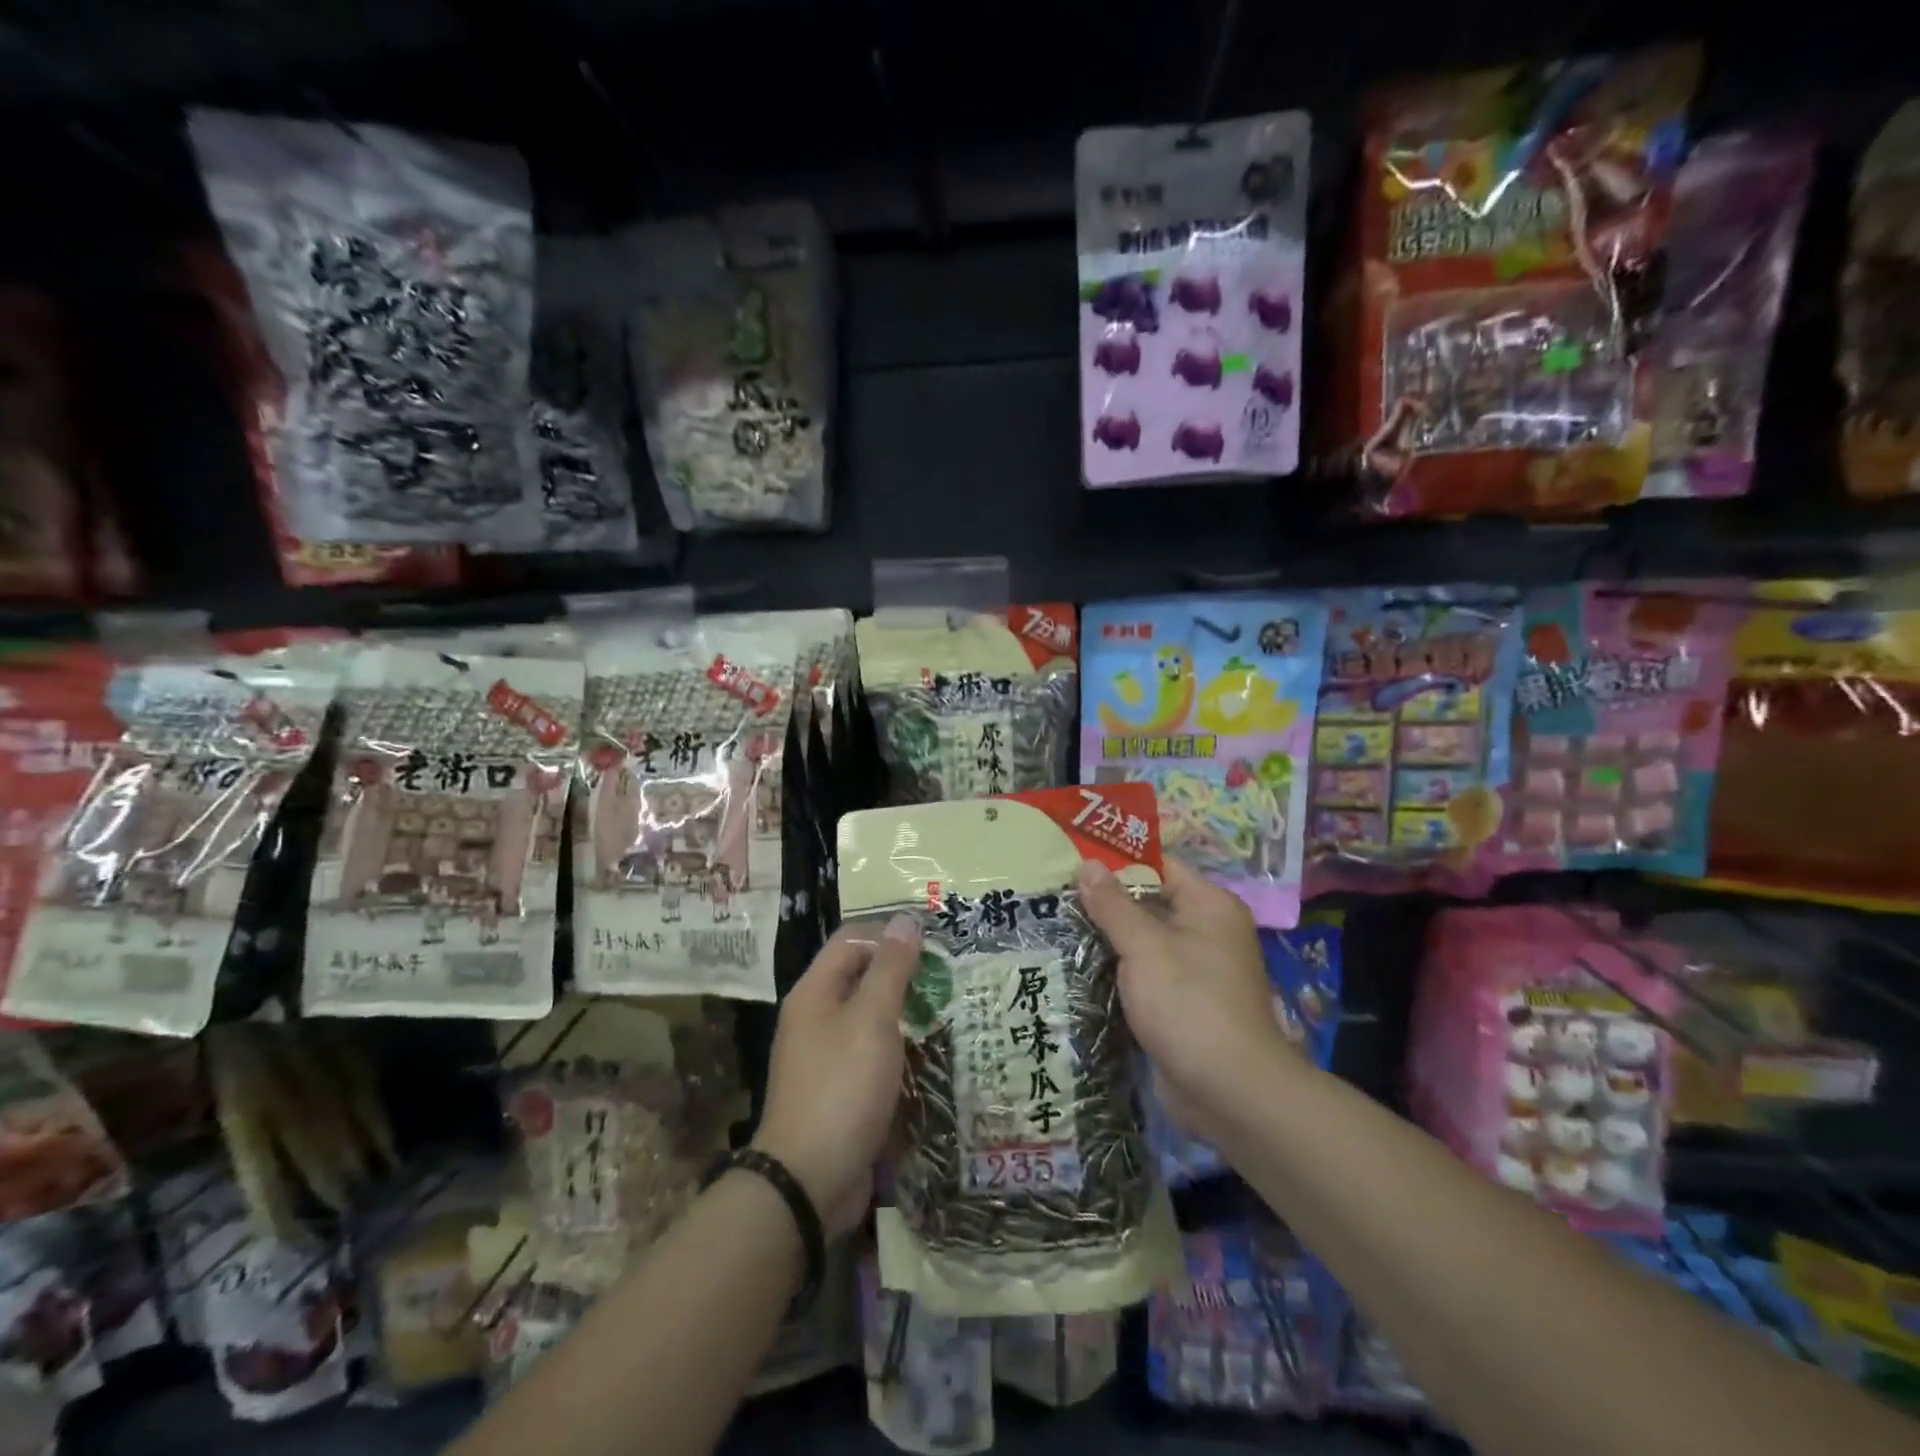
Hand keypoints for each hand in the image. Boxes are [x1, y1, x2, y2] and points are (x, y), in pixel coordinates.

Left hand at [753, 915, 920, 1237]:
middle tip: (948, 980)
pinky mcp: (839, 1089)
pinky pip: (871, 1053)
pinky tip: (928, 1056)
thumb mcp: (872, 1019)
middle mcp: (815, 1017)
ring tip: (947, 1014)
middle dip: (903, 974)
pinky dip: (898, 1048)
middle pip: (861, 976)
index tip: (933, 945)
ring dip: (905, 1013)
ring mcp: (825, 1055)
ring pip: (869, 1017)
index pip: (852, 939)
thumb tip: (906, 919)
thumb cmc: (842, 1087)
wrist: (808, 1181)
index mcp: (815, 992)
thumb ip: (891, 968)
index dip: (890, 934)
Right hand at [1075, 856, 1293, 1145]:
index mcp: (1209, 905)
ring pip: (1142, 942)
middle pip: (1148, 903)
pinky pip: (1144, 974)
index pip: (1158, 867)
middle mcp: (1207, 931)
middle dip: (1104, 903)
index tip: (1070, 861)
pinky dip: (1117, 971)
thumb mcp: (1145, 947)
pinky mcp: (1181, 1003)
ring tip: (1054, 927)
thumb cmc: (1189, 1004)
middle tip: (1053, 895)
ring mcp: (1195, 969)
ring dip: (1106, 940)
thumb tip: (1087, 863)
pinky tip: (1076, 967)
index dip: (1115, 862)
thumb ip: (1113, 905)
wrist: (1229, 1092)